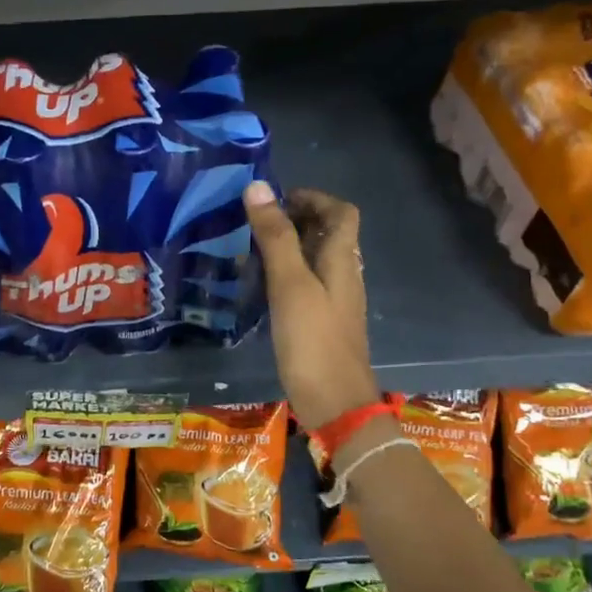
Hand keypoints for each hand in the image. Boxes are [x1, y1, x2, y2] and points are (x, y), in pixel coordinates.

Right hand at [242, 182, 380, 428]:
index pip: (341, 212)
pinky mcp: (322, 324)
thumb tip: (258, 187)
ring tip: (248, 252)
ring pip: (315, 261)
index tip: (276, 200)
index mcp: (342, 260)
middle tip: (254, 224)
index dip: (314, 198)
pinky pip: (306, 286)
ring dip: (287, 249)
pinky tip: (258, 289)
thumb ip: (276, 237)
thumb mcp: (290, 285)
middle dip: (295, 221)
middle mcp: (343, 276)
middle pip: (328, 234)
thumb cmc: (313, 341)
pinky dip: (285, 276)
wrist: (335, 404)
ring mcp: (334, 302)